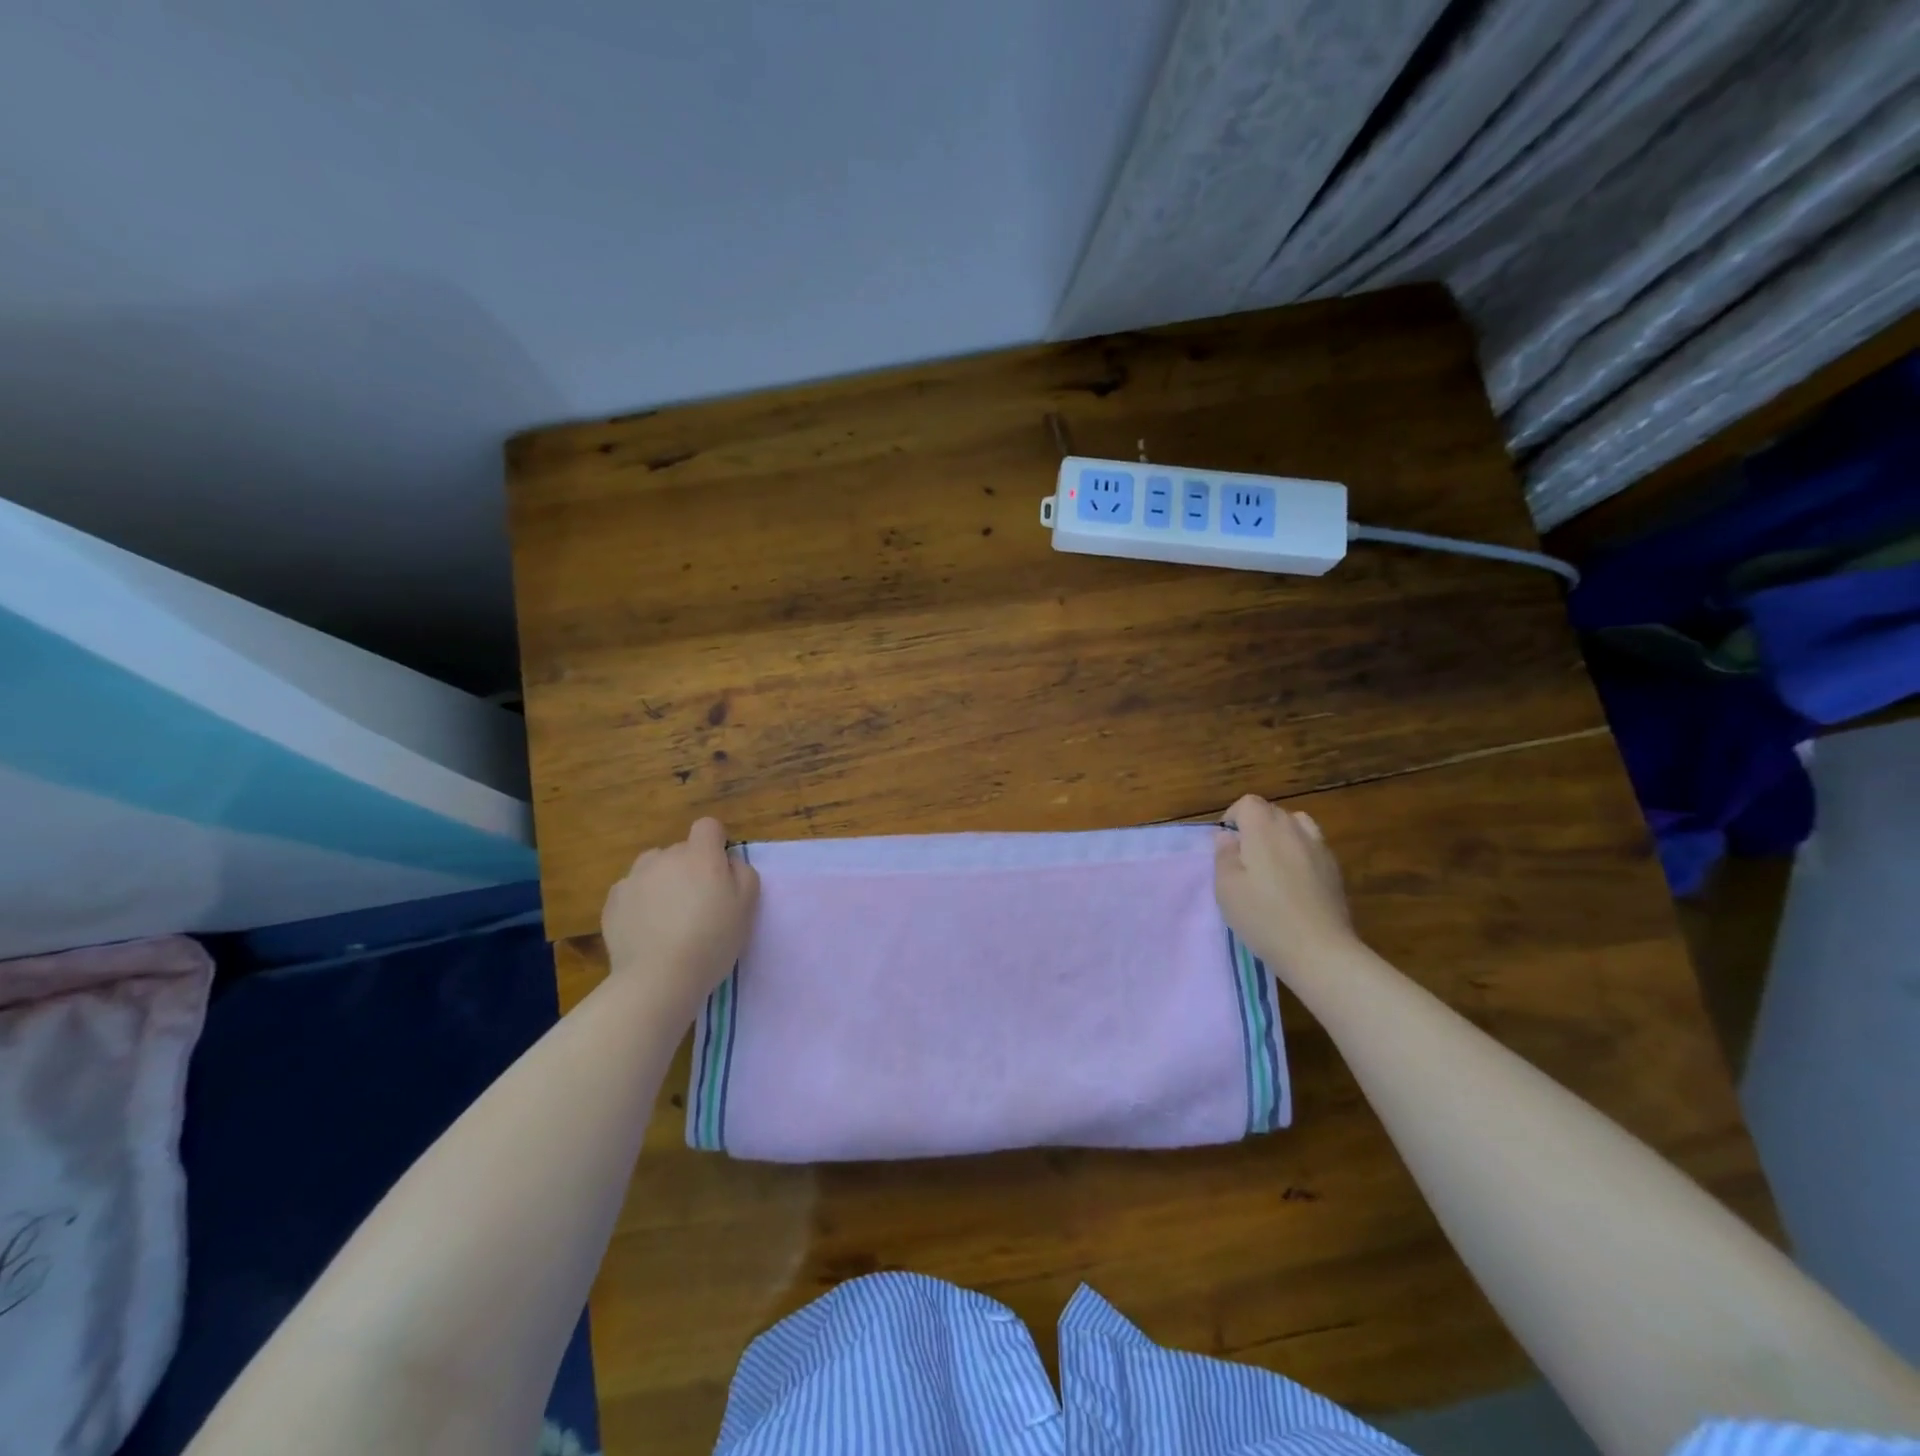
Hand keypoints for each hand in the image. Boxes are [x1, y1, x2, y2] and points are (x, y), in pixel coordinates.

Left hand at [601, 818, 759, 1012]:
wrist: (658, 977)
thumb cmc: (712, 940)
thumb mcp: (747, 905)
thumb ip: (742, 873)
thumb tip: (728, 862)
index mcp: (700, 855)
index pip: (708, 826)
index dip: (715, 843)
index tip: (719, 871)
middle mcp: (665, 857)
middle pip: (680, 850)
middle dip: (689, 868)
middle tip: (697, 904)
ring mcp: (634, 877)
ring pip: (653, 868)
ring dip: (662, 881)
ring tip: (667, 915)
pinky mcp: (613, 901)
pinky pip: (631, 891)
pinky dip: (639, 902)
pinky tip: (646, 929)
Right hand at [1214, 794, 1356, 981]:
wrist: (1319, 950)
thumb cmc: (1263, 917)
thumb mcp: (1226, 888)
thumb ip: (1224, 855)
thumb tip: (1228, 836)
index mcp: (1264, 829)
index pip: (1248, 802)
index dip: (1233, 817)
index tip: (1226, 844)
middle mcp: (1294, 830)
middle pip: (1273, 811)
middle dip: (1255, 825)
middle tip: (1244, 858)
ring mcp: (1320, 849)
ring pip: (1297, 825)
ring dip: (1281, 835)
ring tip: (1271, 864)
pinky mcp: (1335, 870)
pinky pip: (1313, 847)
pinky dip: (1300, 853)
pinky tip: (1294, 882)